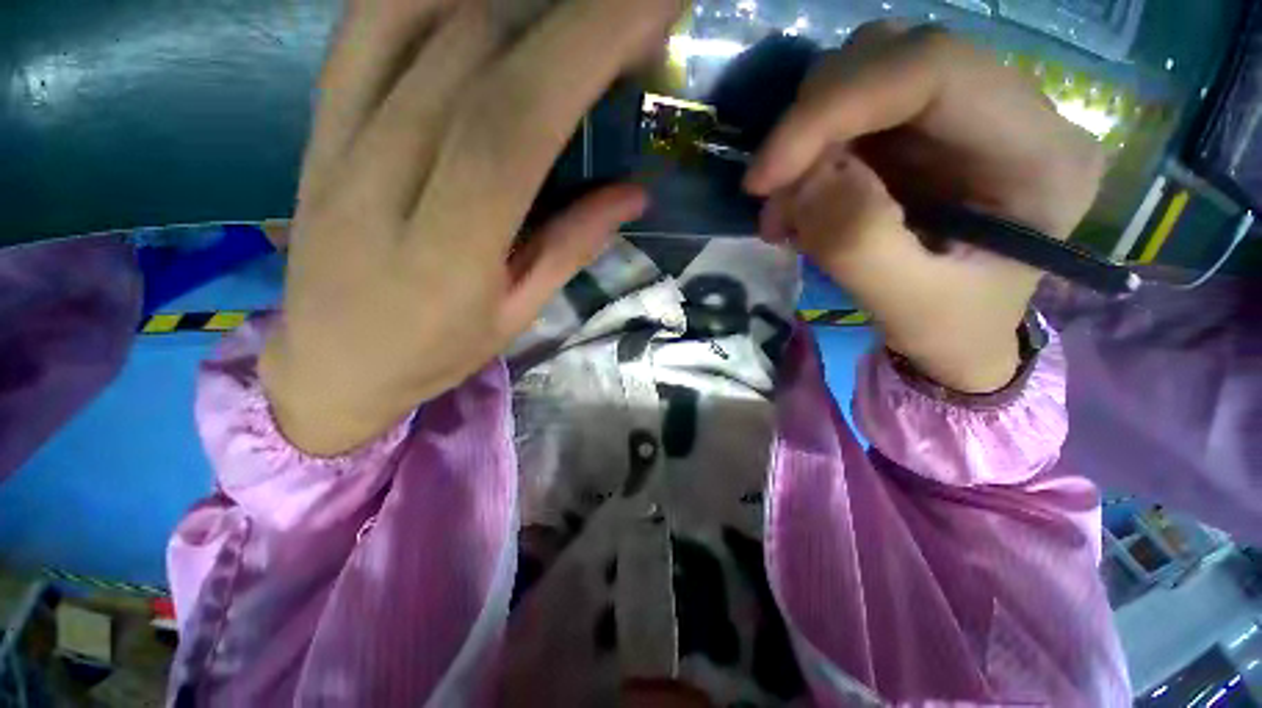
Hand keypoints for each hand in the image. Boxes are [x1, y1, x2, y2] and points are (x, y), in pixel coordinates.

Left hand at [261, 0, 680, 455]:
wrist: (330, 364)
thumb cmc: (432, 353)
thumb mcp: (516, 316)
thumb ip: (571, 248)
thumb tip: (635, 193)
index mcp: (446, 248)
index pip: (513, 123)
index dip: (583, 50)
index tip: (649, 10)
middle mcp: (382, 177)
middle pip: (473, 53)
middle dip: (568, 9)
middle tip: (634, 4)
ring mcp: (337, 139)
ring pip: (416, 18)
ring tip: (567, 6)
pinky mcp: (318, 124)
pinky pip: (366, 26)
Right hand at [748, 23, 1103, 392]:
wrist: (958, 335)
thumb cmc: (950, 330)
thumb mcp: (908, 306)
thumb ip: (858, 243)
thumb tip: (804, 178)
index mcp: (1039, 154)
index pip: (933, 70)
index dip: (833, 108)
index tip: (764, 176)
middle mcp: (1010, 108)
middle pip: (892, 56)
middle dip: (812, 124)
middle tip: (773, 198)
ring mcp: (962, 111)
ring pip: (863, 74)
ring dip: (805, 141)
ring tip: (786, 212)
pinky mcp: (922, 127)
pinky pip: (848, 111)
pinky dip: (806, 154)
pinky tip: (799, 205)